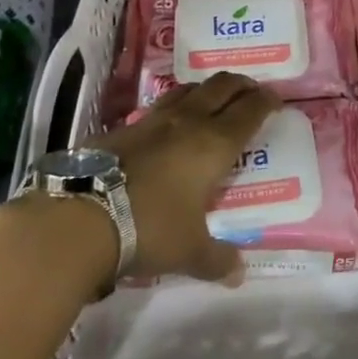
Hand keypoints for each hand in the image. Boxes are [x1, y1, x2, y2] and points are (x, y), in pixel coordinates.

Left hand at [90, 71, 278, 282]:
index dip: (266, 101)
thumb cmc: (150, 229)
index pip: (249, 111)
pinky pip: (156, 108)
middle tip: (250, 91)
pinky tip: (166, 127)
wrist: (81, 217)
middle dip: (240, 85)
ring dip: (205, 89)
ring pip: (187, 89)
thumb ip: (217, 259)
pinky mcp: (121, 127)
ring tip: (210, 100)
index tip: (276, 100)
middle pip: (221, 87)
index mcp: (214, 144)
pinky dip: (171, 109)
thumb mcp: (189, 251)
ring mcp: (152, 120)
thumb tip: (238, 274)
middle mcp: (188, 122)